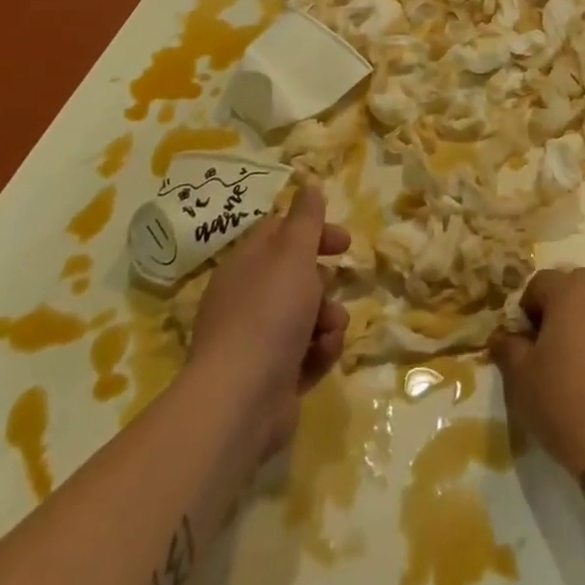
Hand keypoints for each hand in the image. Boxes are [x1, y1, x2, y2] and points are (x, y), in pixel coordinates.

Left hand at [187, 186, 350, 455]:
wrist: (241, 400)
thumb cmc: (269, 314)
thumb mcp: (293, 254)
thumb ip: (305, 219)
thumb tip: (307, 184)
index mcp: (245, 266)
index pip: (279, 235)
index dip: (313, 232)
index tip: (343, 241)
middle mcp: (246, 300)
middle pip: (295, 278)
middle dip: (323, 282)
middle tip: (335, 285)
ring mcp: (256, 342)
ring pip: (305, 317)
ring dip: (327, 319)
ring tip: (331, 328)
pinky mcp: (271, 378)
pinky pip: (305, 353)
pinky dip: (319, 351)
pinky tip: (324, 353)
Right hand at [490, 267, 584, 478]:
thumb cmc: (566, 404)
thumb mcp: (521, 380)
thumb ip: (508, 348)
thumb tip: (502, 336)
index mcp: (570, 291)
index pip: (540, 283)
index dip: (528, 309)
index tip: (525, 341)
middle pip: (577, 284)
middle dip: (562, 306)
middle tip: (553, 344)